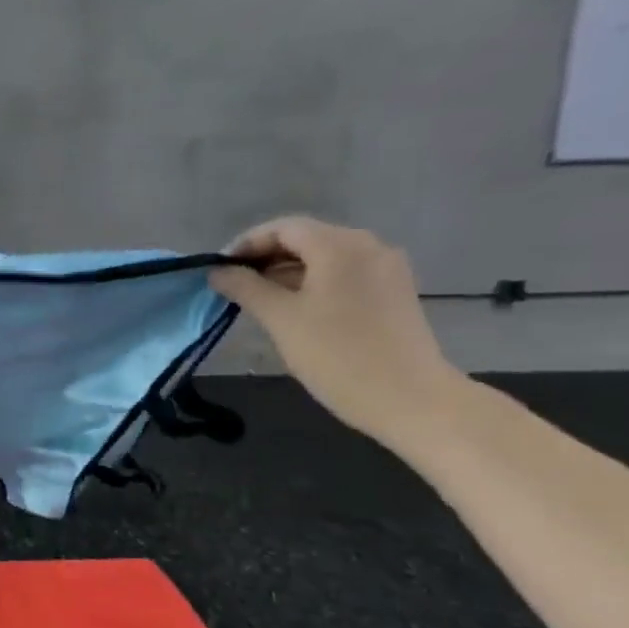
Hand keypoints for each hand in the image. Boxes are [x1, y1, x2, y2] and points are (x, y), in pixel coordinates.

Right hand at [209, 217, 464, 449]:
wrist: (410, 400)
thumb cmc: (337, 355)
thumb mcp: (280, 319)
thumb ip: (245, 287)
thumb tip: (218, 272)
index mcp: (339, 245)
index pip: (282, 228)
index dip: (246, 244)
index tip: (220, 270)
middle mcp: (368, 245)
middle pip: (306, 238)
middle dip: (266, 257)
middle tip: (234, 285)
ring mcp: (386, 268)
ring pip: (325, 257)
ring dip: (288, 271)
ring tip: (259, 299)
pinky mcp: (394, 291)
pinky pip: (344, 273)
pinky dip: (314, 282)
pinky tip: (295, 308)